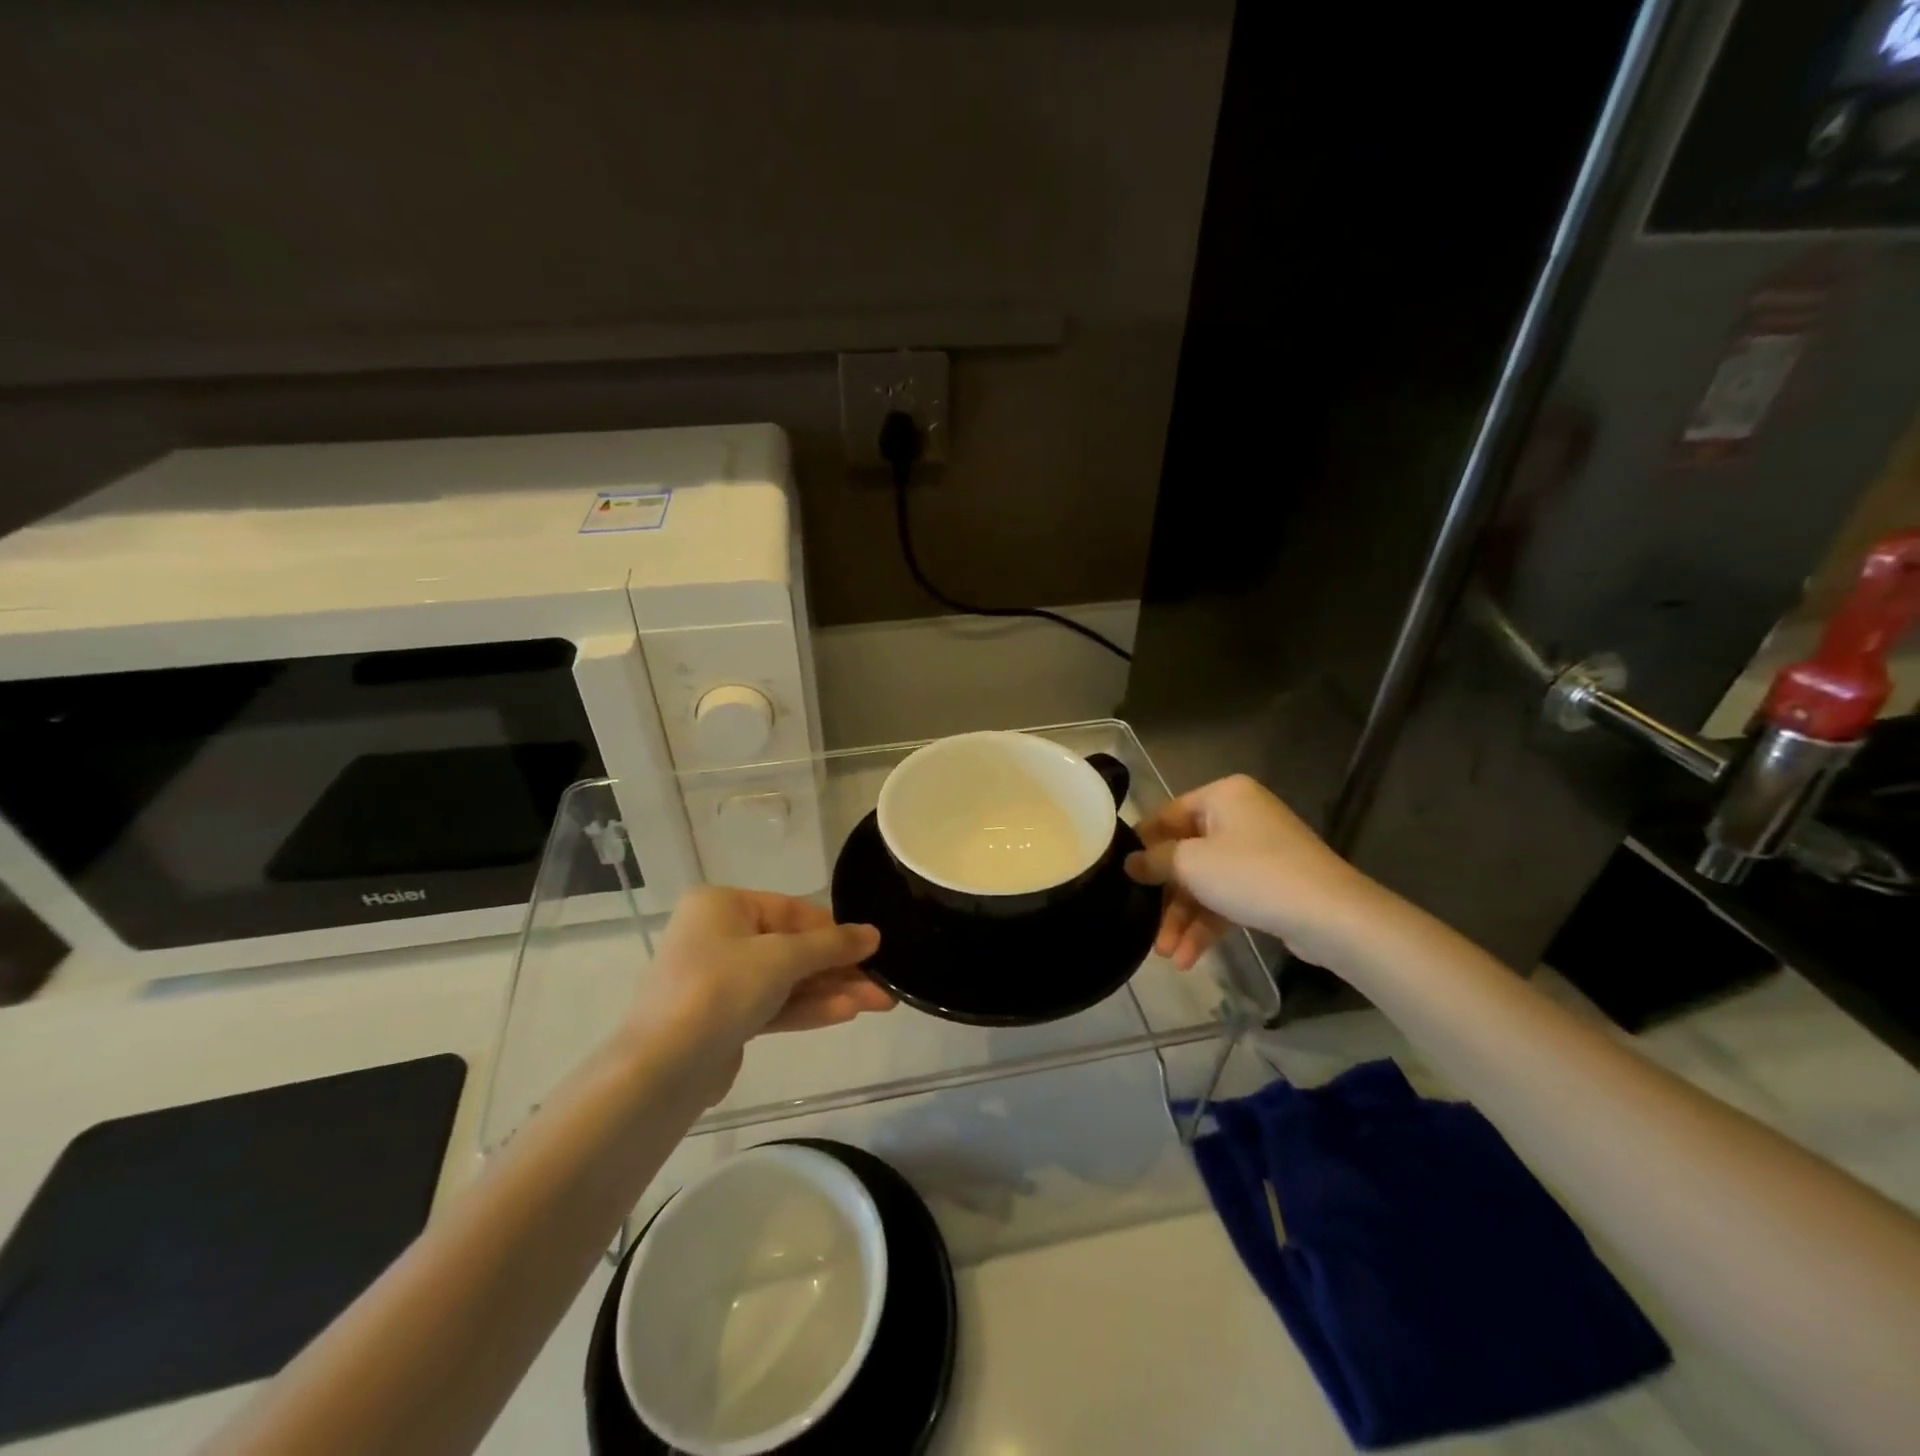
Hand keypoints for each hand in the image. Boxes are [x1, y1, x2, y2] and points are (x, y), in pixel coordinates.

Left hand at [629, 887, 892, 1099]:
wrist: (662, 1068)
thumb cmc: (721, 988)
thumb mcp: (783, 958)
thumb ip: (831, 945)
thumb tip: (874, 934)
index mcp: (722, 905)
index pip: (791, 910)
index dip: (834, 930)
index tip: (872, 948)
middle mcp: (717, 936)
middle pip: (792, 948)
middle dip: (839, 968)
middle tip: (884, 984)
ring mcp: (719, 980)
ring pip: (786, 980)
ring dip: (831, 991)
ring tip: (879, 1002)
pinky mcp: (722, 1019)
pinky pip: (773, 1005)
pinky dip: (807, 1008)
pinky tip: (847, 1013)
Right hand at [1125, 775, 1384, 970]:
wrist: (1331, 915)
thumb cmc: (1252, 874)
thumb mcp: (1191, 864)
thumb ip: (1154, 860)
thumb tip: (1129, 863)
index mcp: (1223, 796)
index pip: (1167, 815)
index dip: (1142, 846)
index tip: (1120, 875)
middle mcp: (1240, 816)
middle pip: (1186, 854)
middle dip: (1165, 897)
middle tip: (1144, 926)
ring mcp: (1258, 852)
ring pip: (1205, 882)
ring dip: (1183, 919)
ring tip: (1167, 956)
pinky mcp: (1271, 884)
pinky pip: (1227, 899)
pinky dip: (1208, 925)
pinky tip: (1189, 958)